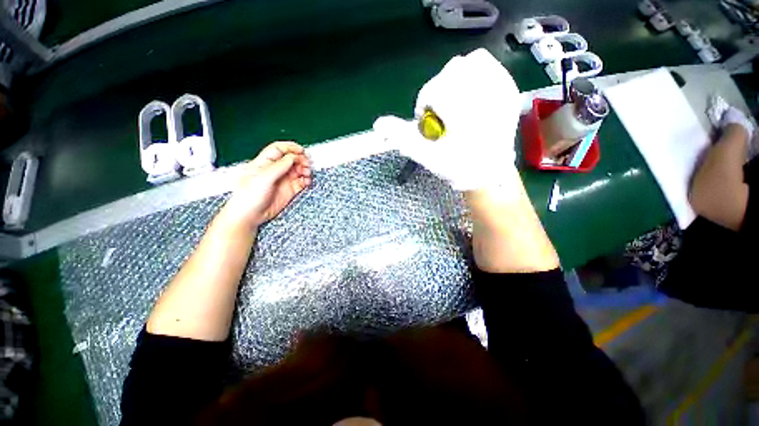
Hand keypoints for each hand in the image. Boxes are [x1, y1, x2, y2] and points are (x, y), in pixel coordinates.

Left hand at [220, 141, 311, 230]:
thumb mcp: (263, 178)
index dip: (291, 147)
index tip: (301, 151)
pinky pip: (302, 182)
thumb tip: (292, 157)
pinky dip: (307, 180)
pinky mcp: (289, 190)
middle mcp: (275, 170)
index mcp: (265, 162)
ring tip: (306, 173)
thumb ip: (279, 166)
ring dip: (305, 169)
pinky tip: (307, 181)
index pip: (279, 149)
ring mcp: (283, 180)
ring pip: (298, 170)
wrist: (250, 215)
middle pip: (292, 159)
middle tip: (305, 164)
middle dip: (301, 159)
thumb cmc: (248, 196)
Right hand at [372, 49, 522, 190]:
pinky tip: (469, 92)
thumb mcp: (426, 155)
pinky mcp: (509, 88)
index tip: (427, 122)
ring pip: (471, 62)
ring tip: (454, 101)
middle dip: (439, 91)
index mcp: (465, 112)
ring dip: (455, 79)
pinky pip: (489, 64)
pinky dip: (474, 72)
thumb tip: (378, 124)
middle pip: (452, 72)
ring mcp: (500, 89)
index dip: (425, 105)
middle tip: (441, 113)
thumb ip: (401, 138)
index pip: (436, 90)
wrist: (489, 172)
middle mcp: (485, 95)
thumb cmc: (457, 167)